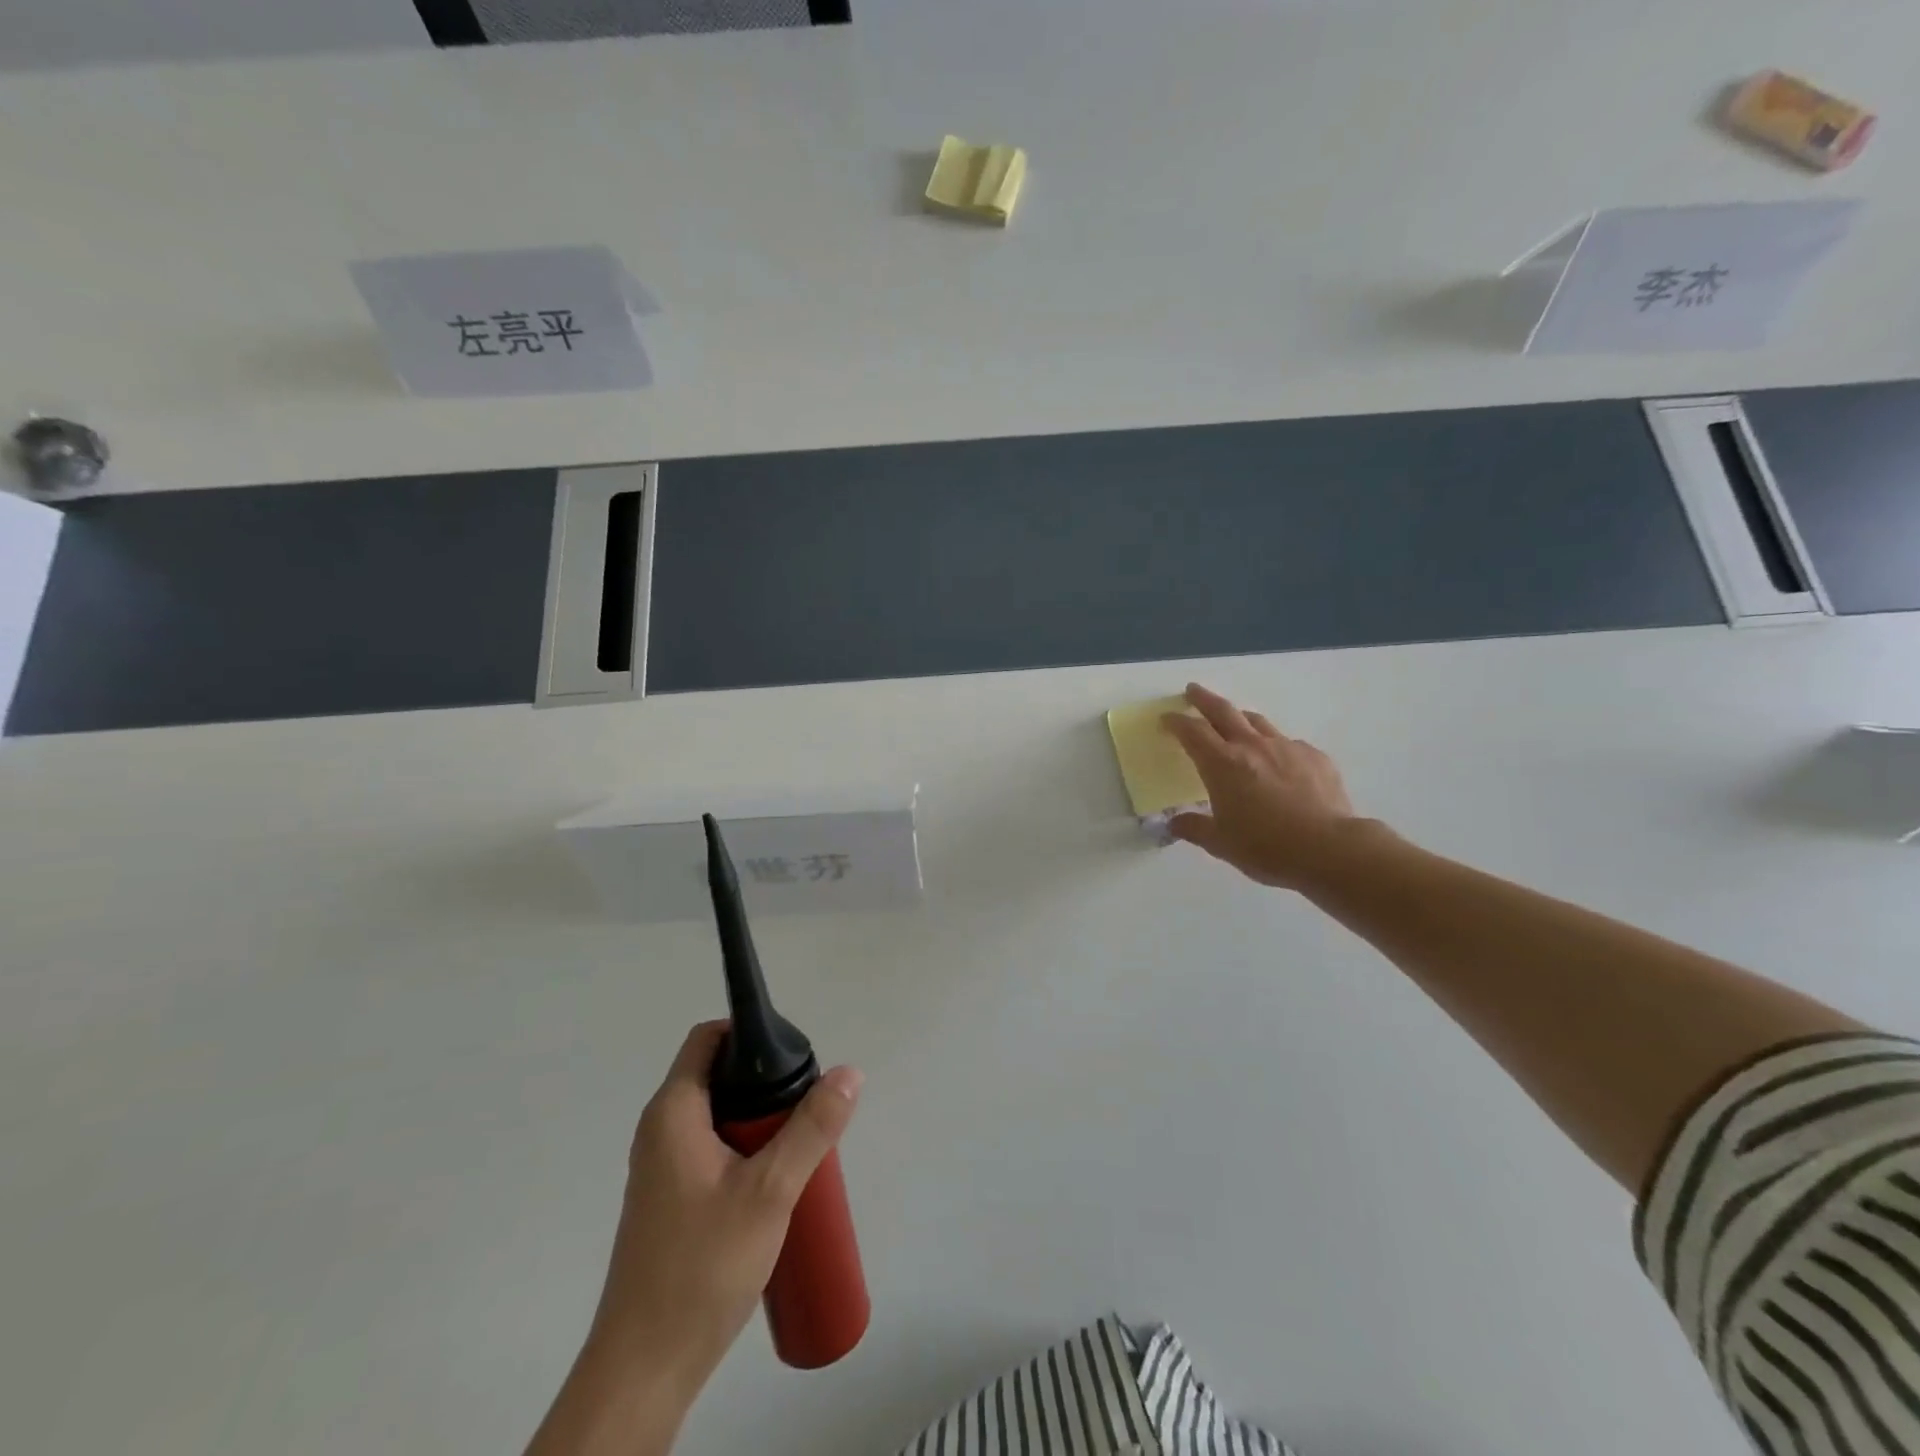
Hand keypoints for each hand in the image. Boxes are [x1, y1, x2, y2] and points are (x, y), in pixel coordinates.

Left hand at [592, 1021, 862, 1386]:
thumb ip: (812, 1128)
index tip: (791, 1056)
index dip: (748, 1034)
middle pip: (718, 1077)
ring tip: (800, 1147)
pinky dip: (745, 1152)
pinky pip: (711, 1152)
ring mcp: (661, 1169)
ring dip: (760, 1123)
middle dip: (765, 1084)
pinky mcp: (669, 1202)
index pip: (708, 1039)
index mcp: (673, 1112)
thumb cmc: (702, 1266)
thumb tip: (850, 1073)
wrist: (645, 1369)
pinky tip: (775, 1186)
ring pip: (718, 1119)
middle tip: (807, 1108)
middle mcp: (660, 1131)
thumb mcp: (771, 1190)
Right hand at [1162, 683, 1368, 891]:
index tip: (1167, 718)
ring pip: (1257, 721)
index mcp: (1222, 764)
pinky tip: (1278, 761)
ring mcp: (1286, 747)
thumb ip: (1194, 828)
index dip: (1176, 722)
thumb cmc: (1266, 847)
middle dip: (1204, 699)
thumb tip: (1174, 824)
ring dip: (1240, 717)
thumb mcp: (1221, 844)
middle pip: (1223, 711)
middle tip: (1193, 690)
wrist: (1330, 849)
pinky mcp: (1314, 757)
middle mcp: (1252, 746)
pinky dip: (1275, 746)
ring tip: (1235, 719)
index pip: (1192, 732)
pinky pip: (1288, 743)